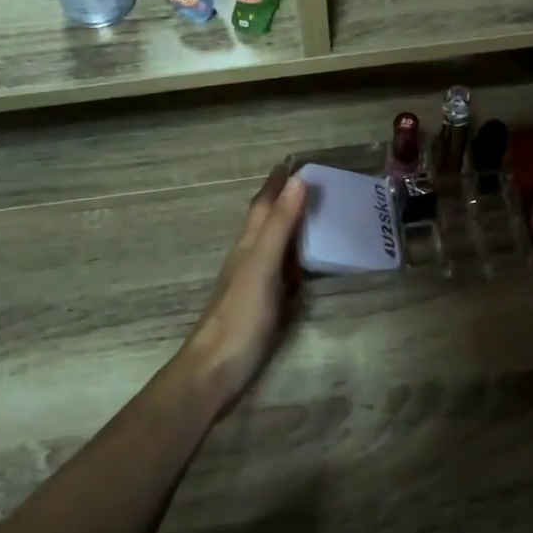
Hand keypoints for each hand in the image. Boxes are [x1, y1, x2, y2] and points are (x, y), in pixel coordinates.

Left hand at [172, 166, 307, 413]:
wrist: (216, 369)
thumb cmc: (240, 315)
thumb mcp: (262, 265)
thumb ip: (280, 226)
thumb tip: (297, 181)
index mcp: (248, 245)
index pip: (263, 206)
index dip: (276, 184)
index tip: (293, 162)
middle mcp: (250, 259)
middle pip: (267, 222)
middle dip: (285, 201)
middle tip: (312, 185)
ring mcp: (255, 284)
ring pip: (275, 247)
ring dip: (291, 228)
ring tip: (316, 216)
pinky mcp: (263, 307)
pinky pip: (283, 273)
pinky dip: (297, 260)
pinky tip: (306, 266)